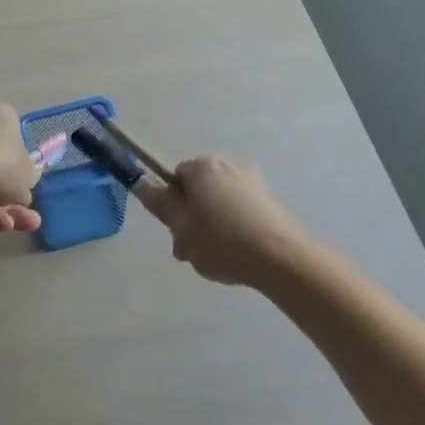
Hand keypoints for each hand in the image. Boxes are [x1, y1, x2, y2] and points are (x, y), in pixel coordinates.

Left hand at [0, 101, 42, 233]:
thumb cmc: (2, 164)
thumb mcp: (30, 174)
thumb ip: (29, 177)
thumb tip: (22, 184)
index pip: (13, 134)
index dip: (22, 162)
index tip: (27, 182)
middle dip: (11, 195)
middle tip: (27, 217)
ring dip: (0, 209)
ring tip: (11, 226)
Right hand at [137, 156, 309, 286]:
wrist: (281, 258)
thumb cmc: (222, 242)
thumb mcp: (181, 228)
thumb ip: (162, 205)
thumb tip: (143, 184)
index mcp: (203, 167)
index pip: (175, 177)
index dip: (171, 204)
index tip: (176, 230)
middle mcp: (229, 165)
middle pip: (199, 188)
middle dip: (192, 215)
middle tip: (191, 249)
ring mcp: (254, 182)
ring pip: (220, 201)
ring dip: (212, 223)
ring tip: (215, 256)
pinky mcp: (271, 201)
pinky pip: (241, 209)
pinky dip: (234, 226)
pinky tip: (237, 252)